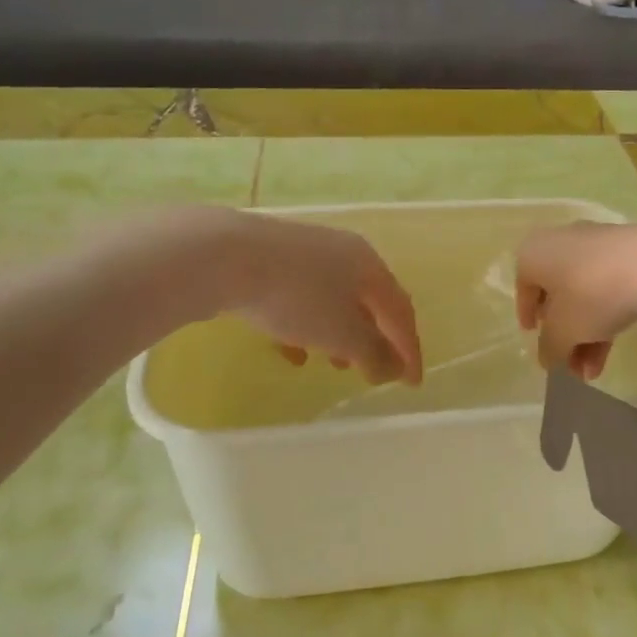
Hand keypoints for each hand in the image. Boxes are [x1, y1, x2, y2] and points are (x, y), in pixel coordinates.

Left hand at [225, 213, 422, 385]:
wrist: (224, 256)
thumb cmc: (296, 296)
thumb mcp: (340, 333)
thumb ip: (372, 353)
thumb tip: (393, 368)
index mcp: (370, 266)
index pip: (401, 312)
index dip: (410, 349)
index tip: (413, 383)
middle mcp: (344, 254)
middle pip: (370, 303)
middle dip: (376, 339)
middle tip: (375, 372)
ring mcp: (306, 254)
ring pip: (334, 301)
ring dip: (341, 335)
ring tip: (335, 364)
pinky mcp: (272, 261)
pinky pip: (301, 299)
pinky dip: (306, 327)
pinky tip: (291, 350)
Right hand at [514, 222, 636, 379]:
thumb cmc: (591, 293)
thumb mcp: (563, 331)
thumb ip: (550, 348)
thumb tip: (548, 359)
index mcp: (534, 253)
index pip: (523, 287)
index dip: (527, 316)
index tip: (534, 338)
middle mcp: (561, 243)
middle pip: (557, 296)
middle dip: (563, 336)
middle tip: (569, 366)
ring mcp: (596, 246)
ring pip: (584, 296)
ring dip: (585, 336)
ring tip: (592, 373)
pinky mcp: (626, 254)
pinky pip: (607, 289)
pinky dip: (604, 318)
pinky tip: (610, 353)